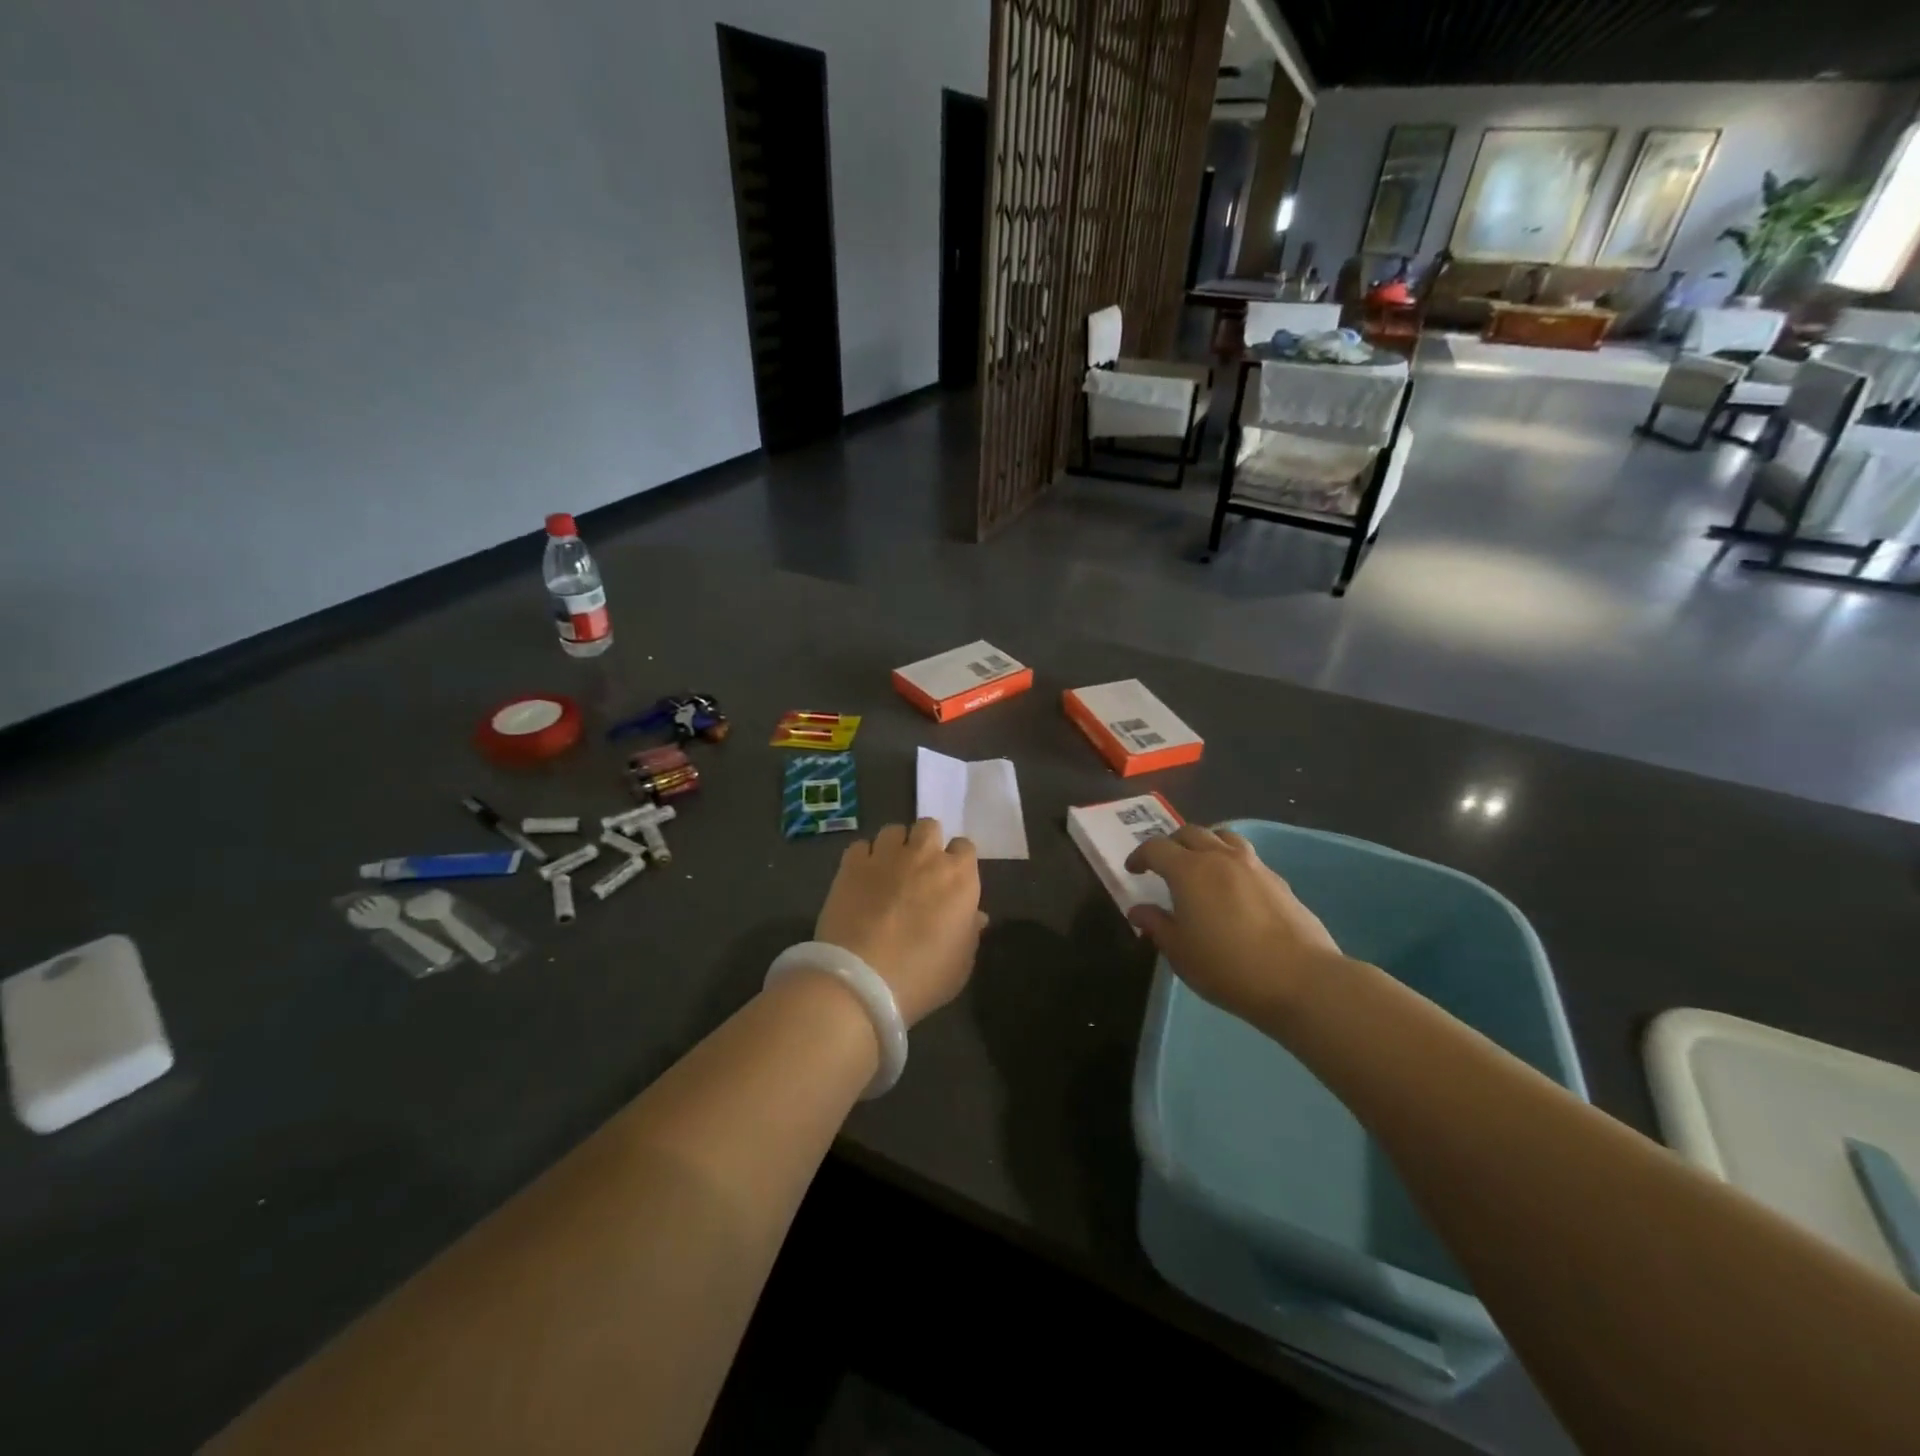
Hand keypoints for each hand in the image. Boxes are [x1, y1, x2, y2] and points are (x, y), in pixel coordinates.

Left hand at [814, 819, 985, 1026]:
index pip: (965, 847)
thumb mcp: (961, 964)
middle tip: (919, 870)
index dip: (957, 861)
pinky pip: (860, 846)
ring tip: (888, 870)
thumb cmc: (923, 976)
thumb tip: (975, 916)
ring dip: (895, 846)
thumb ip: (970, 932)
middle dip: (926, 843)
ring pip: (894, 830)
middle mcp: (925, 856)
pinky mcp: (851, 864)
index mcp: (959, 877)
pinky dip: (863, 858)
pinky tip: (861, 878)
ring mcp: (886, 856)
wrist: (862, 980)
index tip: (950, 881)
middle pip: (929, 827)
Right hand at [1125, 825, 1347, 1027]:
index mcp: (1189, 870)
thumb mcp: (1180, 952)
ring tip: (1200, 865)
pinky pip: (1247, 857)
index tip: (1133, 870)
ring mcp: (1254, 866)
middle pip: (1190, 833)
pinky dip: (1231, 862)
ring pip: (1223, 837)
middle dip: (1171, 844)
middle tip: (1164, 865)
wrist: (1300, 979)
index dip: (1140, 856)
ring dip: (1205, 844)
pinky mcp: (1278, 880)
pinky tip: (1233, 888)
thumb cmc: (1228, 967)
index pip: (1156, 848)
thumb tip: (1139, 910)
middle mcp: (1220, 857)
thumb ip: (1157, 925)